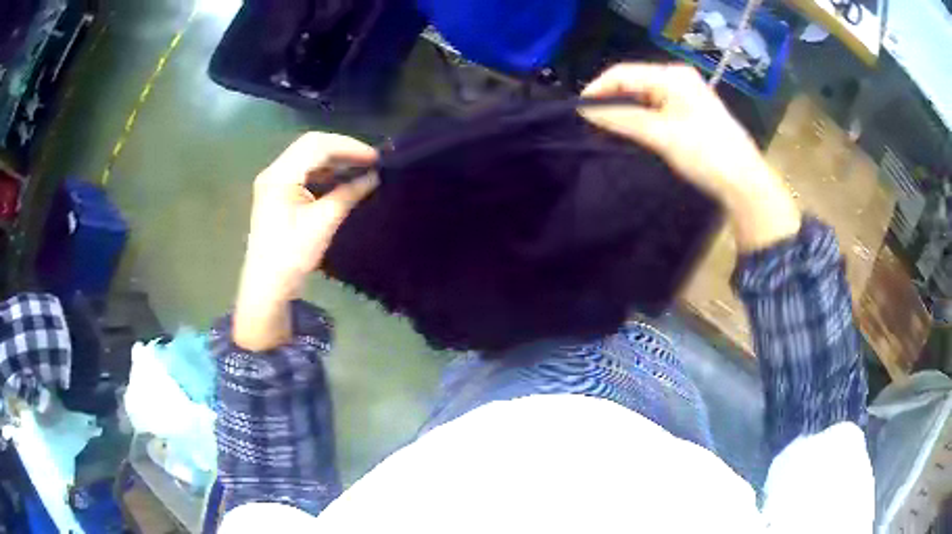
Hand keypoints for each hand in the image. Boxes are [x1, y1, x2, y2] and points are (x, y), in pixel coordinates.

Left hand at [234, 133, 377, 350]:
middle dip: (342, 150)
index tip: (375, 157)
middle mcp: (274, 172)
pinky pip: (304, 173)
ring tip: (361, 168)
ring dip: (335, 161)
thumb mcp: (322, 223)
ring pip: (308, 158)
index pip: (316, 145)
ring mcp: (274, 183)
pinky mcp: (278, 195)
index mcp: (279, 176)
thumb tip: (373, 177)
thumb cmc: (292, 256)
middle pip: (311, 147)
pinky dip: (325, 173)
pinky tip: (343, 180)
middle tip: (370, 160)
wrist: (267, 287)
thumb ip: (348, 194)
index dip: (348, 146)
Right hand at [580, 63, 800, 250]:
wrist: (744, 182)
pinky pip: (656, 107)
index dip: (598, 89)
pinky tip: (631, 131)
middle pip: (633, 82)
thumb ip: (622, 119)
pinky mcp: (690, 111)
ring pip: (644, 95)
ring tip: (606, 129)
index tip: (578, 112)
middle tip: (590, 123)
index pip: (624, 73)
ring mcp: (686, 94)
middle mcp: (678, 78)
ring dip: (625, 110)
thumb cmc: (706, 153)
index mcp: (672, 75)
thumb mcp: (661, 135)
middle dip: (611, 100)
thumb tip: (586, 110)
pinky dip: (640, 117)